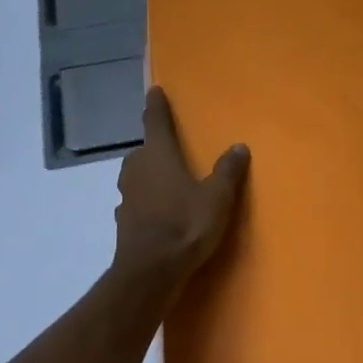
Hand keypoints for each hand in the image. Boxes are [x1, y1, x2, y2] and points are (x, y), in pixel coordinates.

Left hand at [112, 87, 247, 286]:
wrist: (150, 273)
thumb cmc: (185, 225)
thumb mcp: (217, 197)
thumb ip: (227, 171)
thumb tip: (239, 146)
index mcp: (158, 155)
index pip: (156, 121)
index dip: (156, 105)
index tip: (154, 90)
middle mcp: (137, 169)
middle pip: (143, 150)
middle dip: (154, 147)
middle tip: (169, 149)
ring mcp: (126, 196)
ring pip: (136, 176)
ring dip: (147, 175)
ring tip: (165, 181)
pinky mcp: (123, 221)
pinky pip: (134, 201)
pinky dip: (144, 201)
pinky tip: (156, 212)